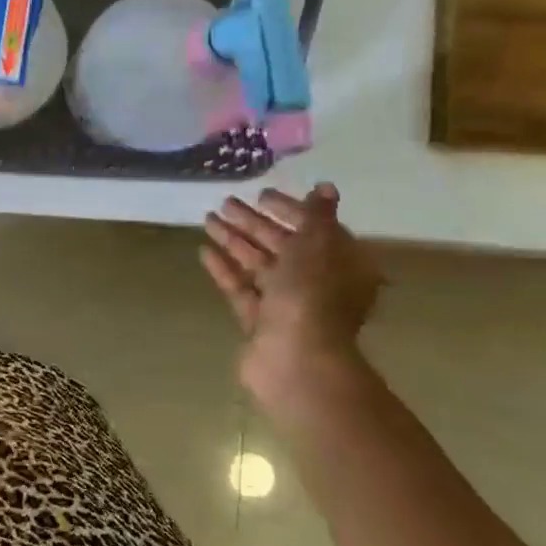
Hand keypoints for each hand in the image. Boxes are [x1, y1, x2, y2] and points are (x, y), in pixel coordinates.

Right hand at [200, 184, 382, 394]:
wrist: (294, 358)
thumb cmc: (312, 295)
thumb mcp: (318, 245)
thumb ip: (317, 215)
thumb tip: (325, 188)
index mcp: (342, 265)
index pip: (316, 228)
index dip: (289, 209)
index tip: (260, 195)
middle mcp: (317, 283)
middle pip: (283, 245)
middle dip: (254, 223)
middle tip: (224, 202)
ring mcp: (286, 304)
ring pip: (258, 265)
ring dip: (234, 241)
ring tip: (207, 219)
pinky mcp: (259, 321)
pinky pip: (241, 288)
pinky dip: (225, 269)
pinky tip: (204, 251)